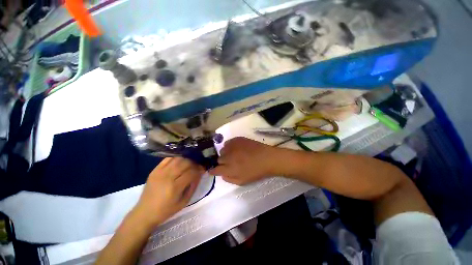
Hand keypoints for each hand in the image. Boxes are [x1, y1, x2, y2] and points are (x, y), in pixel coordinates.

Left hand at [133, 158, 204, 228]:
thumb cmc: (166, 210)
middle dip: (194, 162)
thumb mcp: (184, 201)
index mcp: (174, 187)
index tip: (203, 168)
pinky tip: (181, 159)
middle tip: (198, 164)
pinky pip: (168, 158)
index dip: (199, 169)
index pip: (191, 172)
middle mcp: (167, 177)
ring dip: (187, 158)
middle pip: (185, 162)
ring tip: (191, 161)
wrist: (144, 213)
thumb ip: (193, 186)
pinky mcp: (155, 170)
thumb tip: (200, 173)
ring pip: (178, 158)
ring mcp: (159, 172)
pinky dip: (177, 157)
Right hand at [209, 137, 277, 184]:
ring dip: (225, 154)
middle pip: (218, 159)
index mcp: (229, 169)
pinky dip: (229, 146)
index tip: (213, 170)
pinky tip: (235, 148)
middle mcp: (228, 157)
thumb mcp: (242, 181)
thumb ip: (229, 179)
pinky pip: (227, 142)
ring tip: (233, 155)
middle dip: (222, 162)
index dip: (213, 170)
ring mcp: (232, 147)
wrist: (267, 158)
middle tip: (229, 163)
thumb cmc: (256, 172)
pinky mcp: (237, 139)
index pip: (215, 169)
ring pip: (222, 150)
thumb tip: (222, 175)